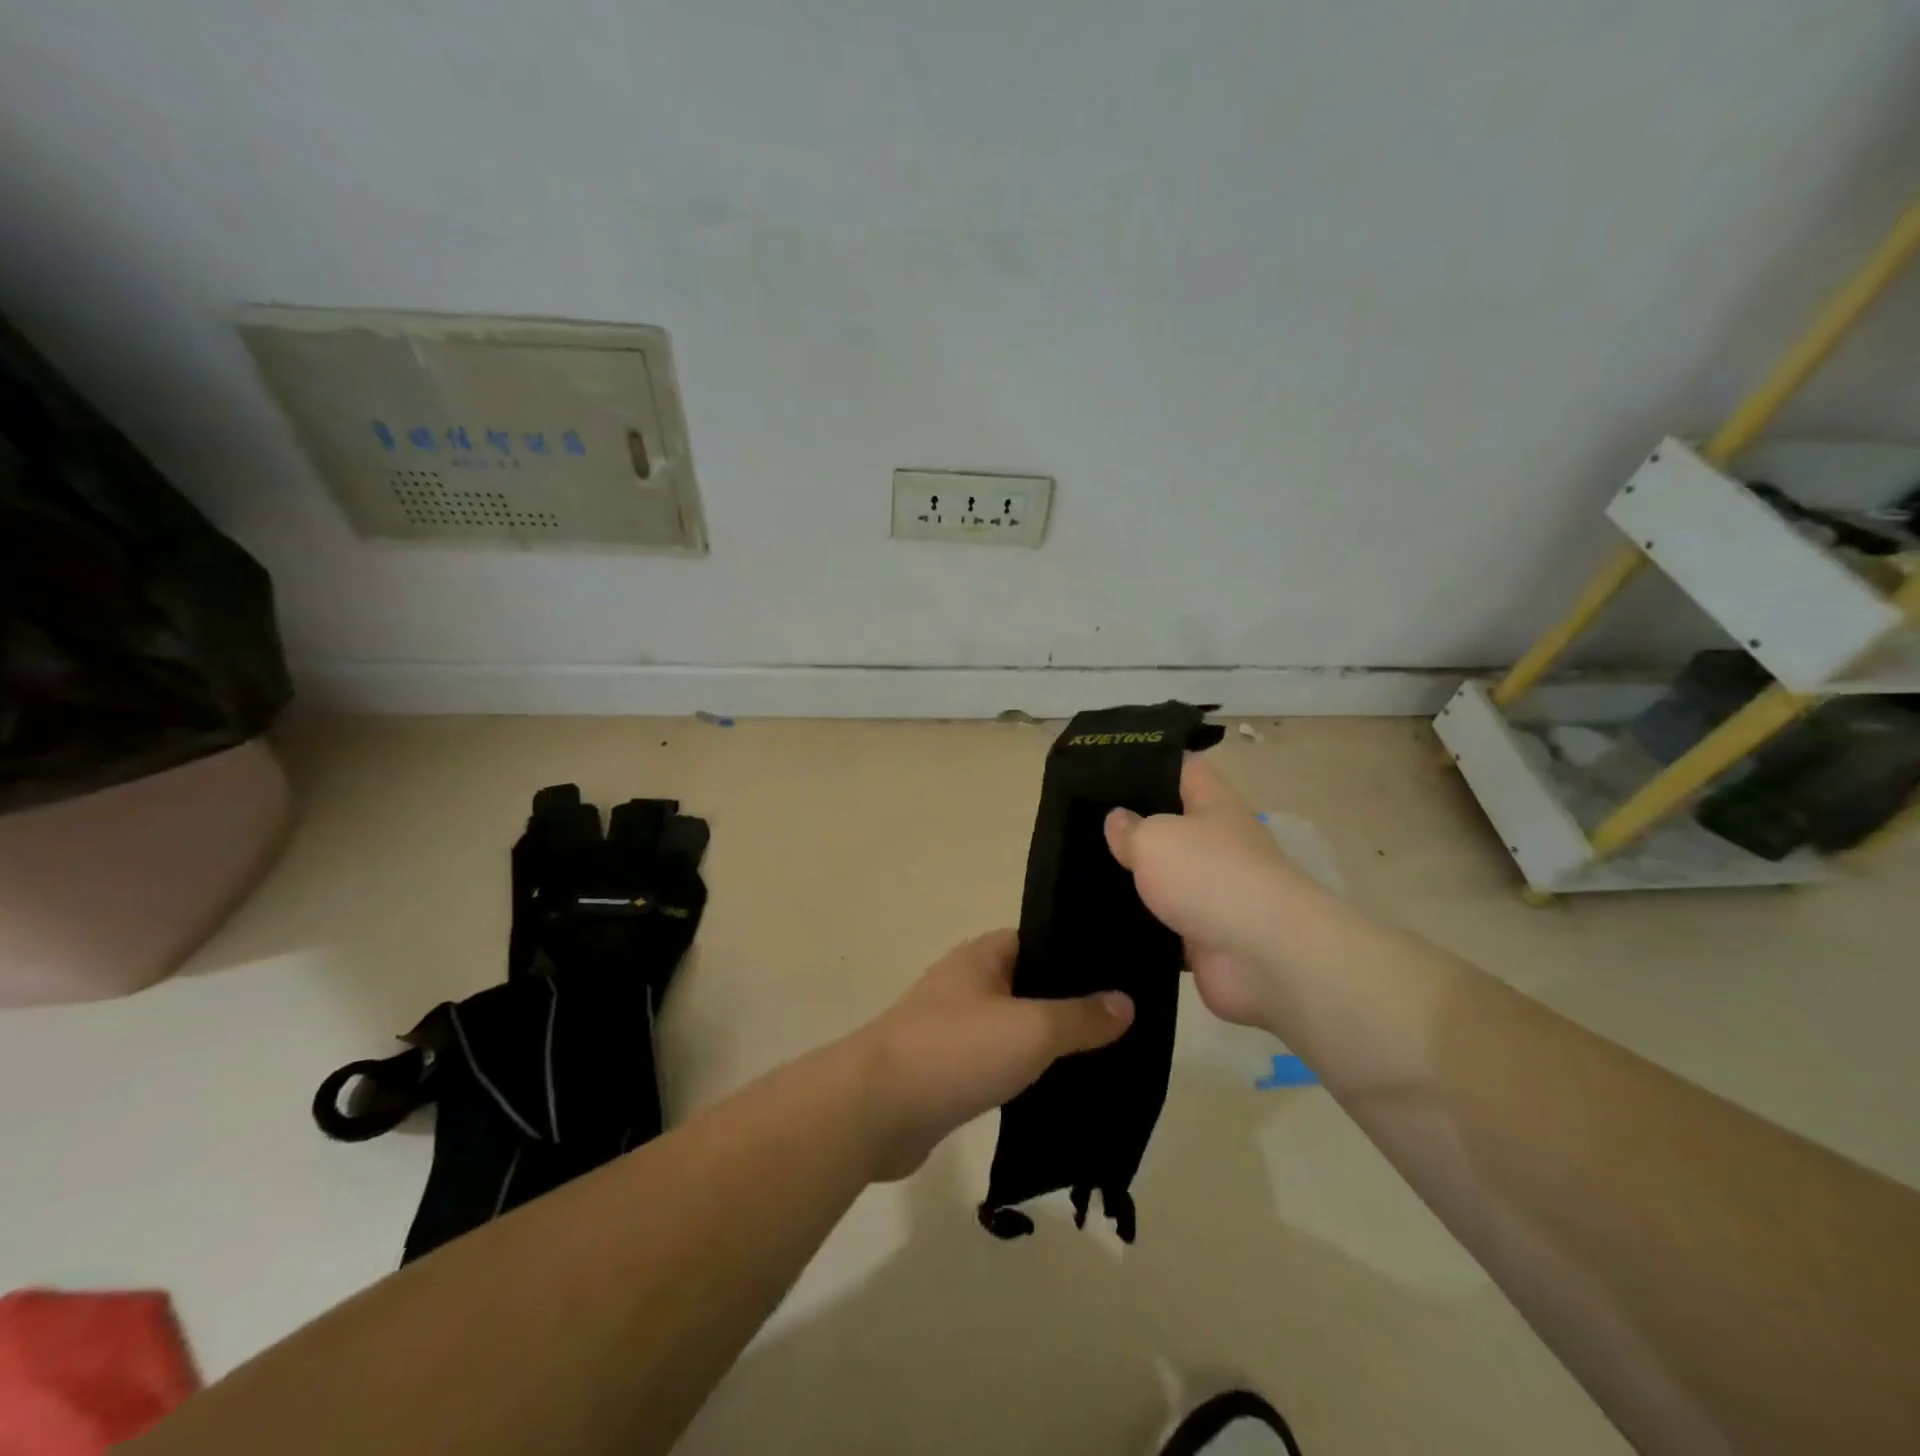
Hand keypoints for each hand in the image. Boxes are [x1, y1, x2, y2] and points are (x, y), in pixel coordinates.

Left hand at [850, 931, 1133, 1180]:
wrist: (874, 1109)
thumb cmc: (956, 1051)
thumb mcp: (1031, 1029)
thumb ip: (1080, 1017)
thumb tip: (1125, 1002)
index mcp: (982, 956)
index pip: (1039, 939)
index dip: (1078, 952)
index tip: (1121, 973)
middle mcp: (966, 983)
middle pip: (1028, 984)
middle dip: (1069, 1002)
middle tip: (1122, 1022)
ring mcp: (951, 1028)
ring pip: (1012, 1026)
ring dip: (1046, 1041)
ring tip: (1101, 1057)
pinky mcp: (945, 1071)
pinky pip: (995, 1063)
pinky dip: (1022, 1072)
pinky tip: (1055, 1091)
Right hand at [1104, 755, 1295, 1028]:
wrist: (1263, 955)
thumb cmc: (1210, 876)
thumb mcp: (1155, 838)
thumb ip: (1129, 829)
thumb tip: (1117, 820)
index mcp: (1214, 805)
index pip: (1183, 768)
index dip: (1148, 763)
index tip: (1105, 766)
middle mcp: (1217, 844)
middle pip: (1170, 825)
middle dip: (1130, 826)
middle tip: (1077, 823)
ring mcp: (1214, 892)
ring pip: (1163, 878)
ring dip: (1131, 880)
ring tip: (1078, 872)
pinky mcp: (1205, 936)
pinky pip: (1163, 925)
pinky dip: (1138, 926)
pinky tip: (1098, 919)